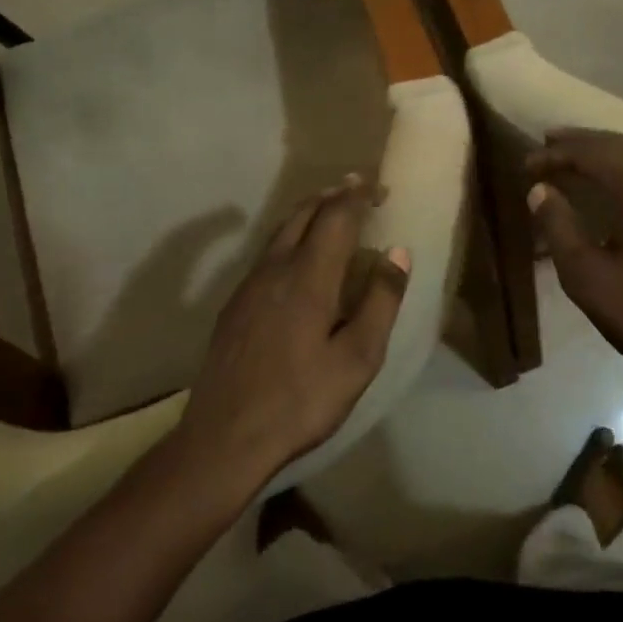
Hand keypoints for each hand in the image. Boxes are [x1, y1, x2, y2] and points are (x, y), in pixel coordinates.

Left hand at [176, 176, 409, 490]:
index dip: (357, 195)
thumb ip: (380, 301)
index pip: (336, 217)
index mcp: (309, 277)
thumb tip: (398, 251)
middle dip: (332, 195)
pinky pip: (268, 252)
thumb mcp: (357, 359)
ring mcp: (249, 285)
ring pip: (281, 230)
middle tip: (357, 188)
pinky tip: (298, 256)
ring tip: (330, 210)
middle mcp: (276, 269)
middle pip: (304, 213)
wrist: (224, 437)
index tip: (377, 184)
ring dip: (309, 212)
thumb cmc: (300, 401)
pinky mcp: (235, 304)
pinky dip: (291, 235)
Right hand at [526, 130, 622, 404]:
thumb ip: (559, 226)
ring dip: (609, 159)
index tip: (527, 165)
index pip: (592, 153)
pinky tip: (621, 193)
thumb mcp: (589, 277)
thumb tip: (540, 190)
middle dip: (582, 145)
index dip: (556, 154)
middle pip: (622, 147)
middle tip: (549, 146)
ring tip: (578, 165)